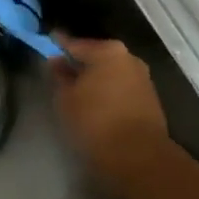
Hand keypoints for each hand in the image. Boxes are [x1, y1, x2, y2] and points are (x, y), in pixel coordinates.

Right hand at [52, 36, 170, 179]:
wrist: (138, 155)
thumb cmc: (95, 121)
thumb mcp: (66, 98)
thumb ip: (59, 75)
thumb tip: (57, 60)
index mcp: (108, 51)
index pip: (76, 44)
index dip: (59, 44)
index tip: (48, 43)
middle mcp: (129, 58)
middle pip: (97, 56)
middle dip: (80, 63)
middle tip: (61, 71)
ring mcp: (143, 78)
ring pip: (111, 73)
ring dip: (96, 79)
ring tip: (78, 92)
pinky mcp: (150, 99)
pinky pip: (122, 88)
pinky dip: (108, 92)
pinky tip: (97, 104)